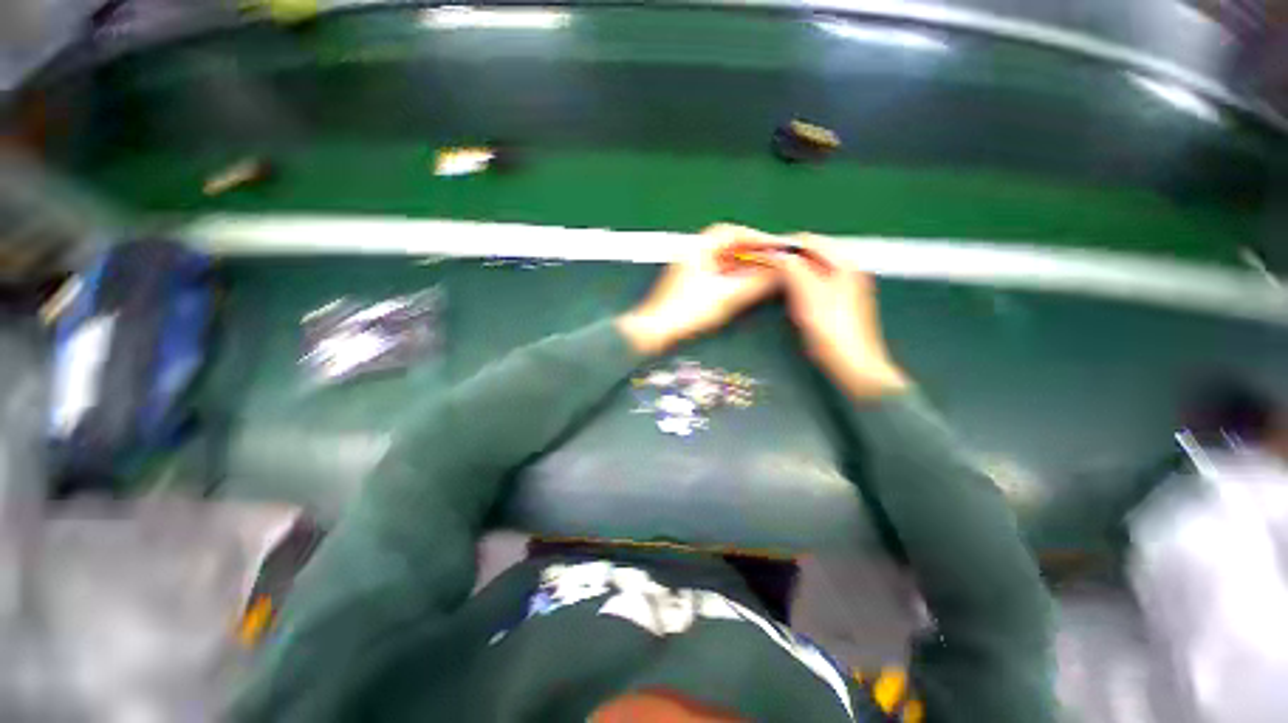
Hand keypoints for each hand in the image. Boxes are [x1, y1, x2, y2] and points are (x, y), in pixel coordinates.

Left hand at [617, 224, 780, 355]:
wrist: (655, 331)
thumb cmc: (685, 312)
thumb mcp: (725, 296)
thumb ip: (755, 283)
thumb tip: (779, 273)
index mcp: (697, 248)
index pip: (732, 233)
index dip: (758, 238)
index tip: (777, 246)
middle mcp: (693, 253)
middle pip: (729, 245)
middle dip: (753, 252)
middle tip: (775, 259)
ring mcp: (690, 268)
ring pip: (724, 260)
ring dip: (745, 265)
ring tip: (766, 272)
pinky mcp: (689, 283)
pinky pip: (718, 273)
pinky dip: (734, 276)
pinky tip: (746, 284)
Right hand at [779, 235, 908, 399]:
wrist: (852, 364)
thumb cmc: (831, 330)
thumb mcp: (807, 294)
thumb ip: (792, 269)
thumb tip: (776, 254)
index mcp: (844, 263)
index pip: (809, 241)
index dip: (783, 246)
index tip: (761, 255)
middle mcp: (848, 271)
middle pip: (811, 255)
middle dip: (787, 260)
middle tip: (764, 269)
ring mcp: (845, 288)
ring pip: (811, 271)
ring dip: (791, 274)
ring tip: (773, 283)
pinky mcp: (839, 303)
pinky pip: (815, 285)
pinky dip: (799, 287)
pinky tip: (791, 299)